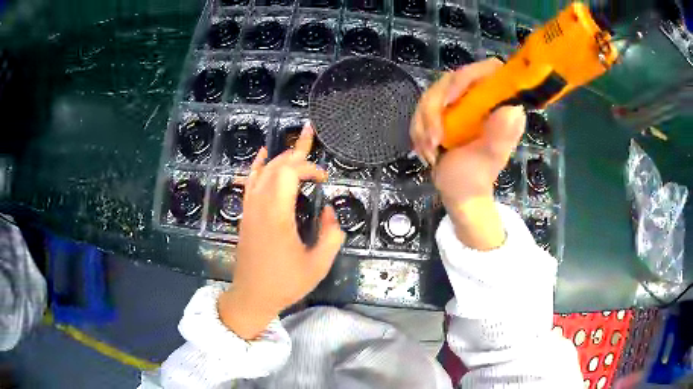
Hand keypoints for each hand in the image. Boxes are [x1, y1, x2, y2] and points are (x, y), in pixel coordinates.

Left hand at [219, 124, 344, 339]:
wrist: (252, 296)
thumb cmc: (285, 283)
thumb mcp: (317, 265)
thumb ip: (330, 235)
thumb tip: (328, 211)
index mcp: (277, 215)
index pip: (289, 174)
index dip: (308, 168)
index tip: (324, 178)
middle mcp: (259, 206)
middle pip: (275, 166)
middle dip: (296, 152)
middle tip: (311, 135)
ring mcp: (249, 209)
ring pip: (262, 171)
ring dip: (281, 156)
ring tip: (296, 144)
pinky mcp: (246, 214)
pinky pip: (250, 182)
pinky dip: (258, 166)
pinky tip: (264, 155)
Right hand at [410, 59, 525, 249]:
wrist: (458, 193)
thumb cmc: (476, 178)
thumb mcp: (490, 157)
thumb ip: (501, 135)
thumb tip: (513, 108)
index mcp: (497, 105)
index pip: (487, 71)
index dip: (468, 77)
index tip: (451, 101)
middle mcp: (479, 99)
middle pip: (451, 80)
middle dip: (435, 109)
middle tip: (433, 138)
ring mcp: (461, 105)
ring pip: (432, 94)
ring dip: (424, 124)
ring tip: (429, 151)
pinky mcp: (444, 113)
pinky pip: (421, 109)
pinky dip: (419, 130)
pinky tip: (426, 151)